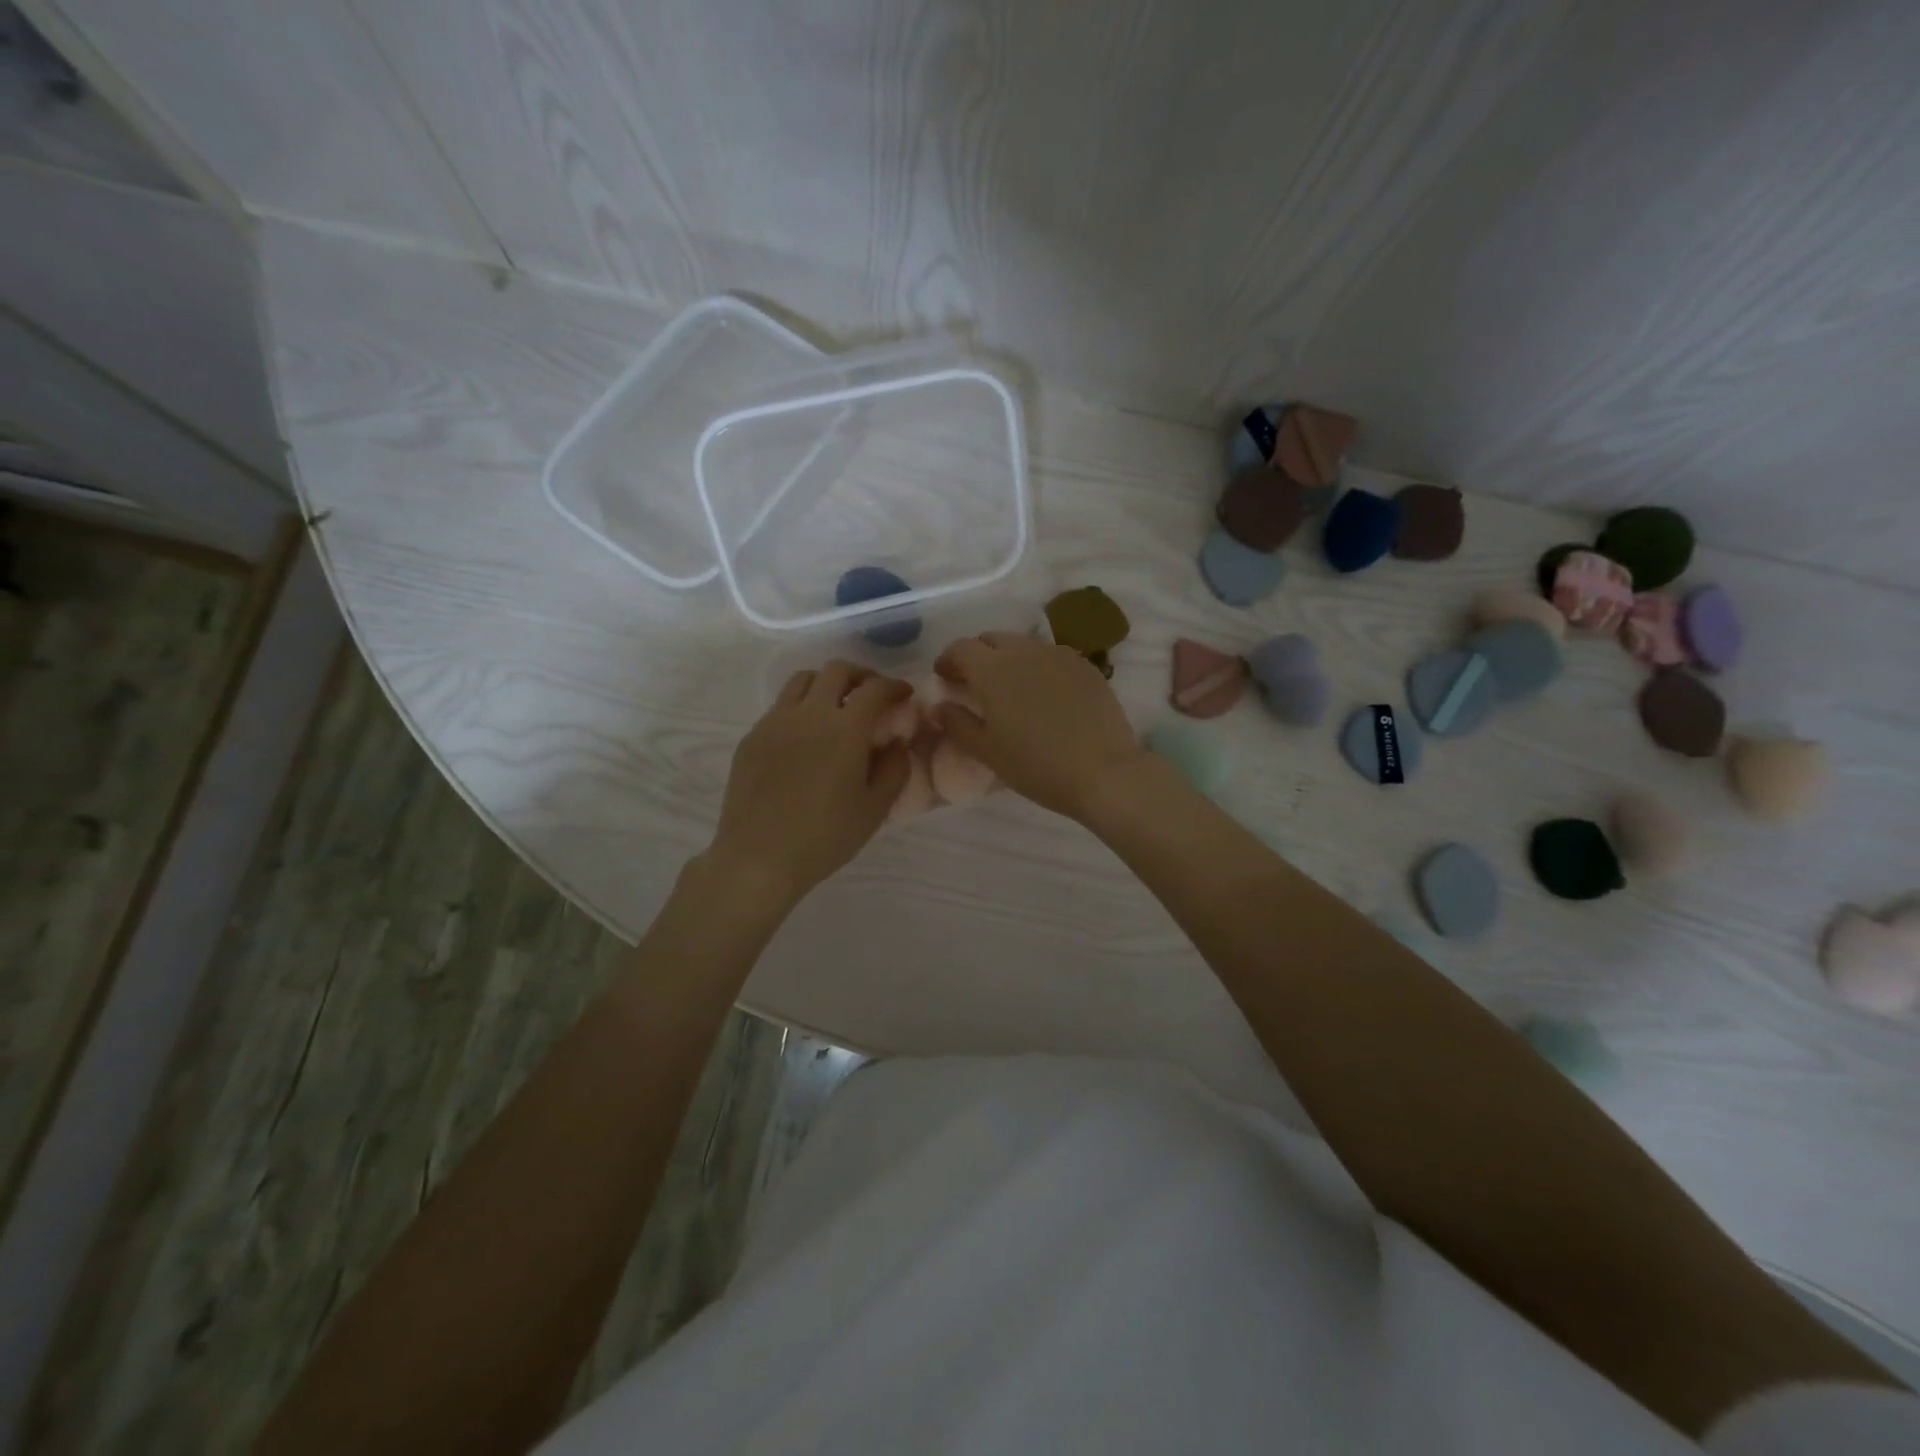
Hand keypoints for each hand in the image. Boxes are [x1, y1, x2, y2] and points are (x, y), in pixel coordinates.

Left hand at [706, 661, 911, 904]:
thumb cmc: (825, 837)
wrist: (758, 858)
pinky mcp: (752, 737)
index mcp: (845, 729)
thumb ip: (894, 769)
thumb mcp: (875, 809)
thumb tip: (896, 742)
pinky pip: (780, 706)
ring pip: (803, 680)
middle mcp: (808, 713)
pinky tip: (806, 736)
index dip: (894, 686)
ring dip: (827, 683)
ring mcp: (774, 722)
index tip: (904, 694)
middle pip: (836, 670)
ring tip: (837, 705)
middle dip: (861, 675)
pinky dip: (801, 707)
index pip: (874, 689)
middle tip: (872, 694)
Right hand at [931, 632, 1144, 821]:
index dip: (948, 660)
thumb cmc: (1036, 766)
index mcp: (993, 669)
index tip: (944, 678)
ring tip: (1009, 689)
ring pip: (1023, 645)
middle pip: (992, 639)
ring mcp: (1059, 654)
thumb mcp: (987, 751)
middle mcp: (1024, 651)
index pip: (961, 648)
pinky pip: (1051, 656)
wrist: (1103, 772)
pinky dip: (1037, 667)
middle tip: (973, 684)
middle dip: (977, 656)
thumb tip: (940, 705)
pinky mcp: (1085, 665)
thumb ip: (957, 723)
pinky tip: (1042, 694)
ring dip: (1008, 659)